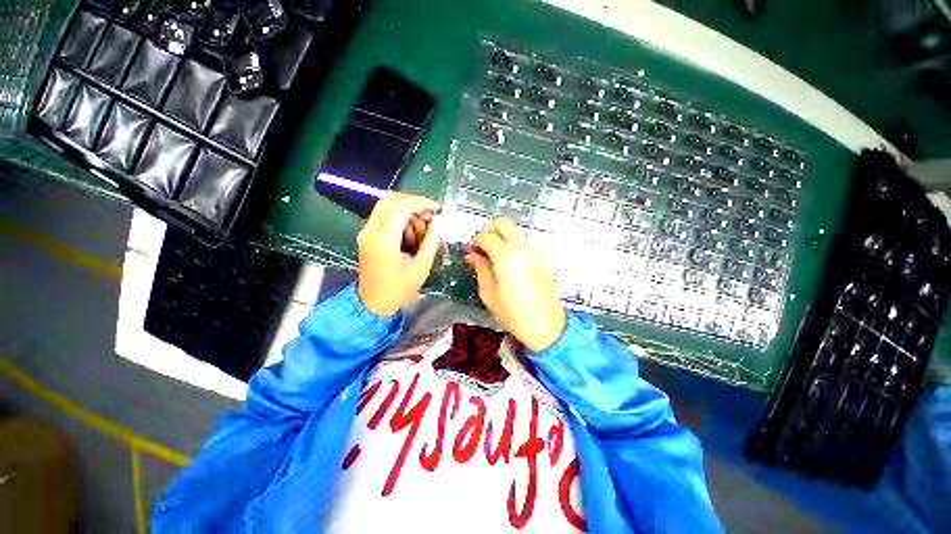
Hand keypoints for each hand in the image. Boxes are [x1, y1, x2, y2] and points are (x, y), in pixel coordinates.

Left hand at [357, 193, 440, 315]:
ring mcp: (366, 233)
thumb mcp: (421, 268)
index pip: (400, 207)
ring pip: (386, 207)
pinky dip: (398, 220)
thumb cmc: (398, 289)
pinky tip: (408, 235)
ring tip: (419, 230)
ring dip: (406, 212)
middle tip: (428, 216)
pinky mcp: (367, 237)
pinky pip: (383, 217)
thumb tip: (438, 223)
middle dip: (412, 203)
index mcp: (383, 241)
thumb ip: (431, 242)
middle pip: (390, 200)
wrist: (373, 303)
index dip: (420, 203)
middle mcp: (370, 232)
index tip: (435, 209)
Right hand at [465, 218, 566, 351]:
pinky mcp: (541, 257)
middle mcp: (522, 247)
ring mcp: (534, 250)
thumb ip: (480, 269)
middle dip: (488, 231)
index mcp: (506, 256)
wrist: (545, 325)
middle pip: (502, 223)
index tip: (470, 252)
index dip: (474, 242)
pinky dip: (512, 245)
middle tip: (482, 247)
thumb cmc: (513, 314)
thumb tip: (472, 256)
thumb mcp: (489, 293)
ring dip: (501, 238)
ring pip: (514, 231)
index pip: (485, 237)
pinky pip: (524, 242)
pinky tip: (507, 262)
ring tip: (493, 256)